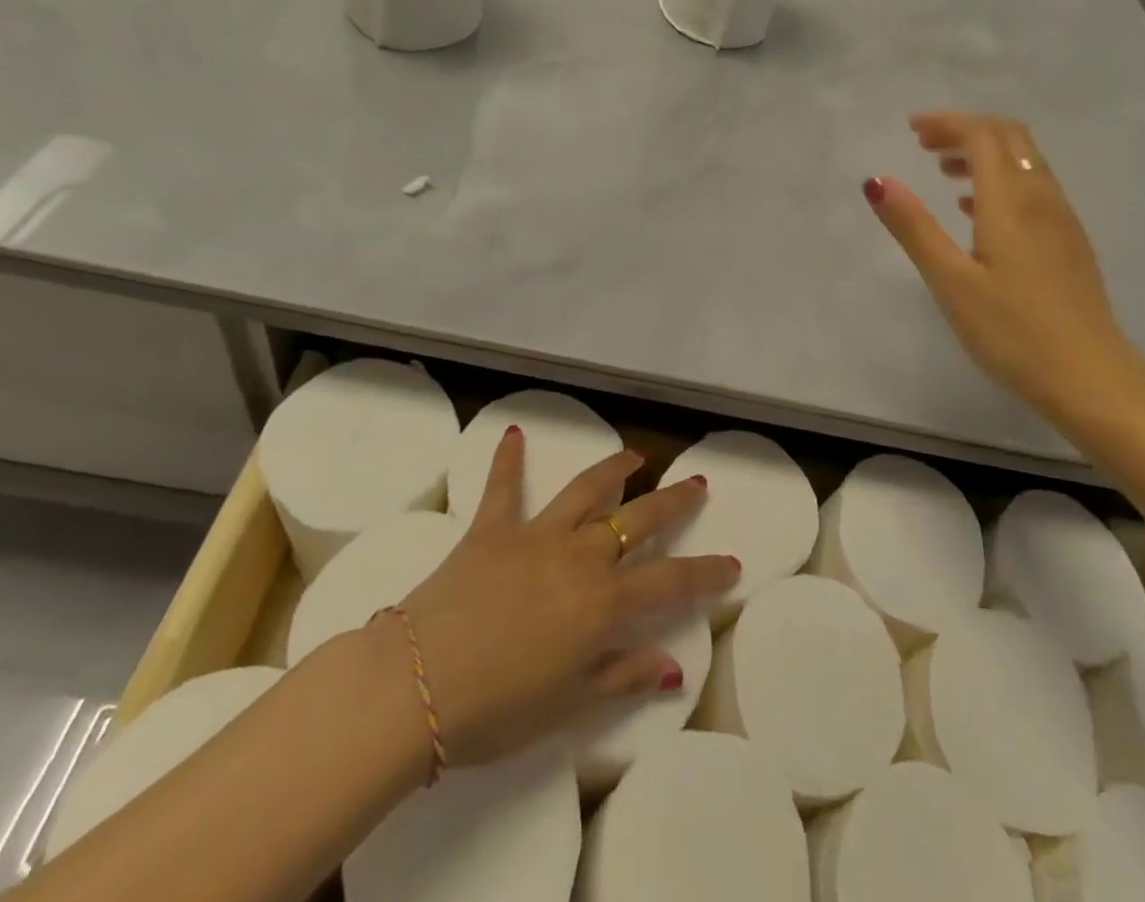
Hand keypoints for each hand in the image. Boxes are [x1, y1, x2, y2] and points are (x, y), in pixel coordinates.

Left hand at [390, 429, 736, 768]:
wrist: (413, 686)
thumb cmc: (495, 711)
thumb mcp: (568, 705)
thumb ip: (623, 677)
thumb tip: (673, 668)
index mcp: (603, 603)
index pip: (671, 582)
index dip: (706, 573)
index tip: (732, 564)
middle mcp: (579, 556)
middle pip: (638, 520)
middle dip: (672, 501)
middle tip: (696, 483)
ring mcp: (535, 536)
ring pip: (585, 490)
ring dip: (612, 469)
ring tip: (633, 455)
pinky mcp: (490, 529)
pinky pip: (502, 488)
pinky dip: (508, 460)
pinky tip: (513, 433)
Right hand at [865, 111, 1132, 420]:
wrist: (1090, 378)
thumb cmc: (1012, 331)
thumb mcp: (950, 281)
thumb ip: (914, 227)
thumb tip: (876, 181)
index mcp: (1011, 201)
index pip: (982, 136)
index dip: (946, 123)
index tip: (910, 130)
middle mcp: (1042, 198)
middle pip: (1009, 138)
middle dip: (966, 130)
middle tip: (925, 144)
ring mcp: (1062, 220)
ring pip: (1025, 162)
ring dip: (984, 154)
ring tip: (944, 173)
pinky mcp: (1069, 243)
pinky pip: (1034, 188)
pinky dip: (1002, 180)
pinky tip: (978, 212)